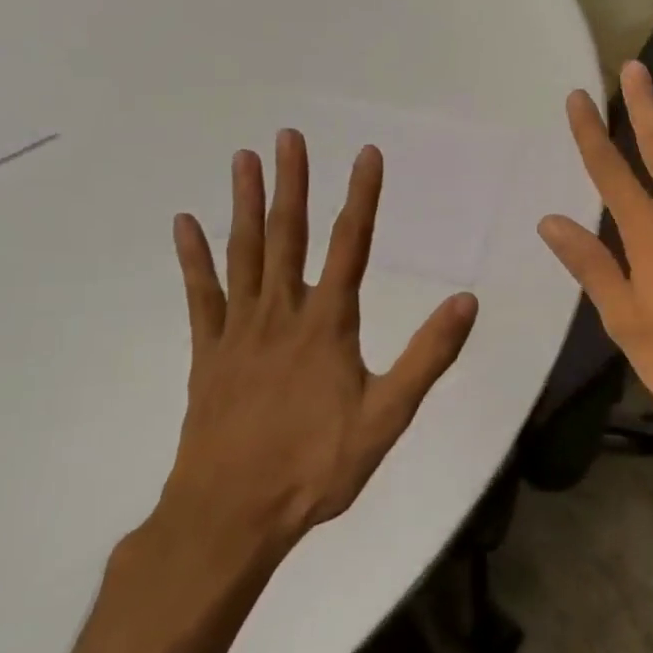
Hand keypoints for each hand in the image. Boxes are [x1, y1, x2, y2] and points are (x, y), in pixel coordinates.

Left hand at [156, 131, 479, 566]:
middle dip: (291, 183)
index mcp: (328, 324)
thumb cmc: (316, 466)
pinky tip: (186, 224)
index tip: (366, 154)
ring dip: (243, 204)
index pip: (352, 245)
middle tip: (287, 136)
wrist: (231, 517)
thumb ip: (428, 355)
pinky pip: (201, 296)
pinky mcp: (208, 354)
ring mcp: (239, 331)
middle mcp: (282, 313)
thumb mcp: (388, 416)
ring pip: (244, 254)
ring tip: (243, 159)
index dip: (362, 197)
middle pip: (288, 236)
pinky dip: (194, 259)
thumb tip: (467, 301)